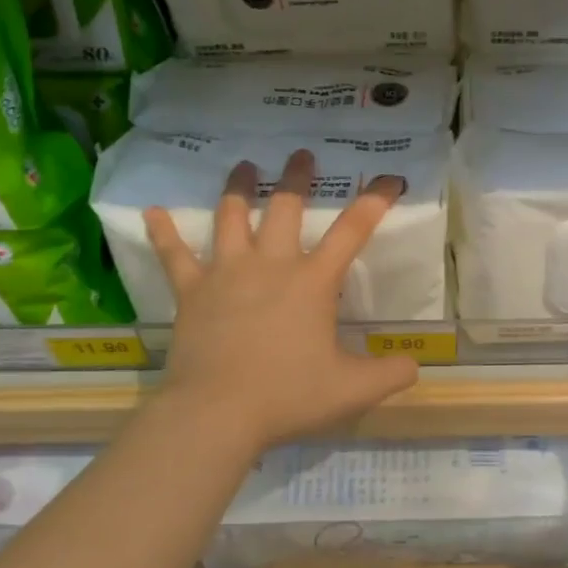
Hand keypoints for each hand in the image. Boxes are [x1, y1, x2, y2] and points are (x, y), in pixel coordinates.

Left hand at [142, 150, 419, 447]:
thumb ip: (390, 374)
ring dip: (239, 189)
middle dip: (297, 178)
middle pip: (285, 208)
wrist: (216, 413)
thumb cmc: (288, 396)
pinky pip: (175, 256)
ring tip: (245, 166)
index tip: (389, 179)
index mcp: (313, 282)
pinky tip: (152, 211)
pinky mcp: (191, 292)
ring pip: (231, 218)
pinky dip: (164, 232)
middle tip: (302, 154)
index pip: (352, 231)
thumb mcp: (353, 390)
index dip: (374, 201)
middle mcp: (271, 266)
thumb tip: (415, 365)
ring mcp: (227, 274)